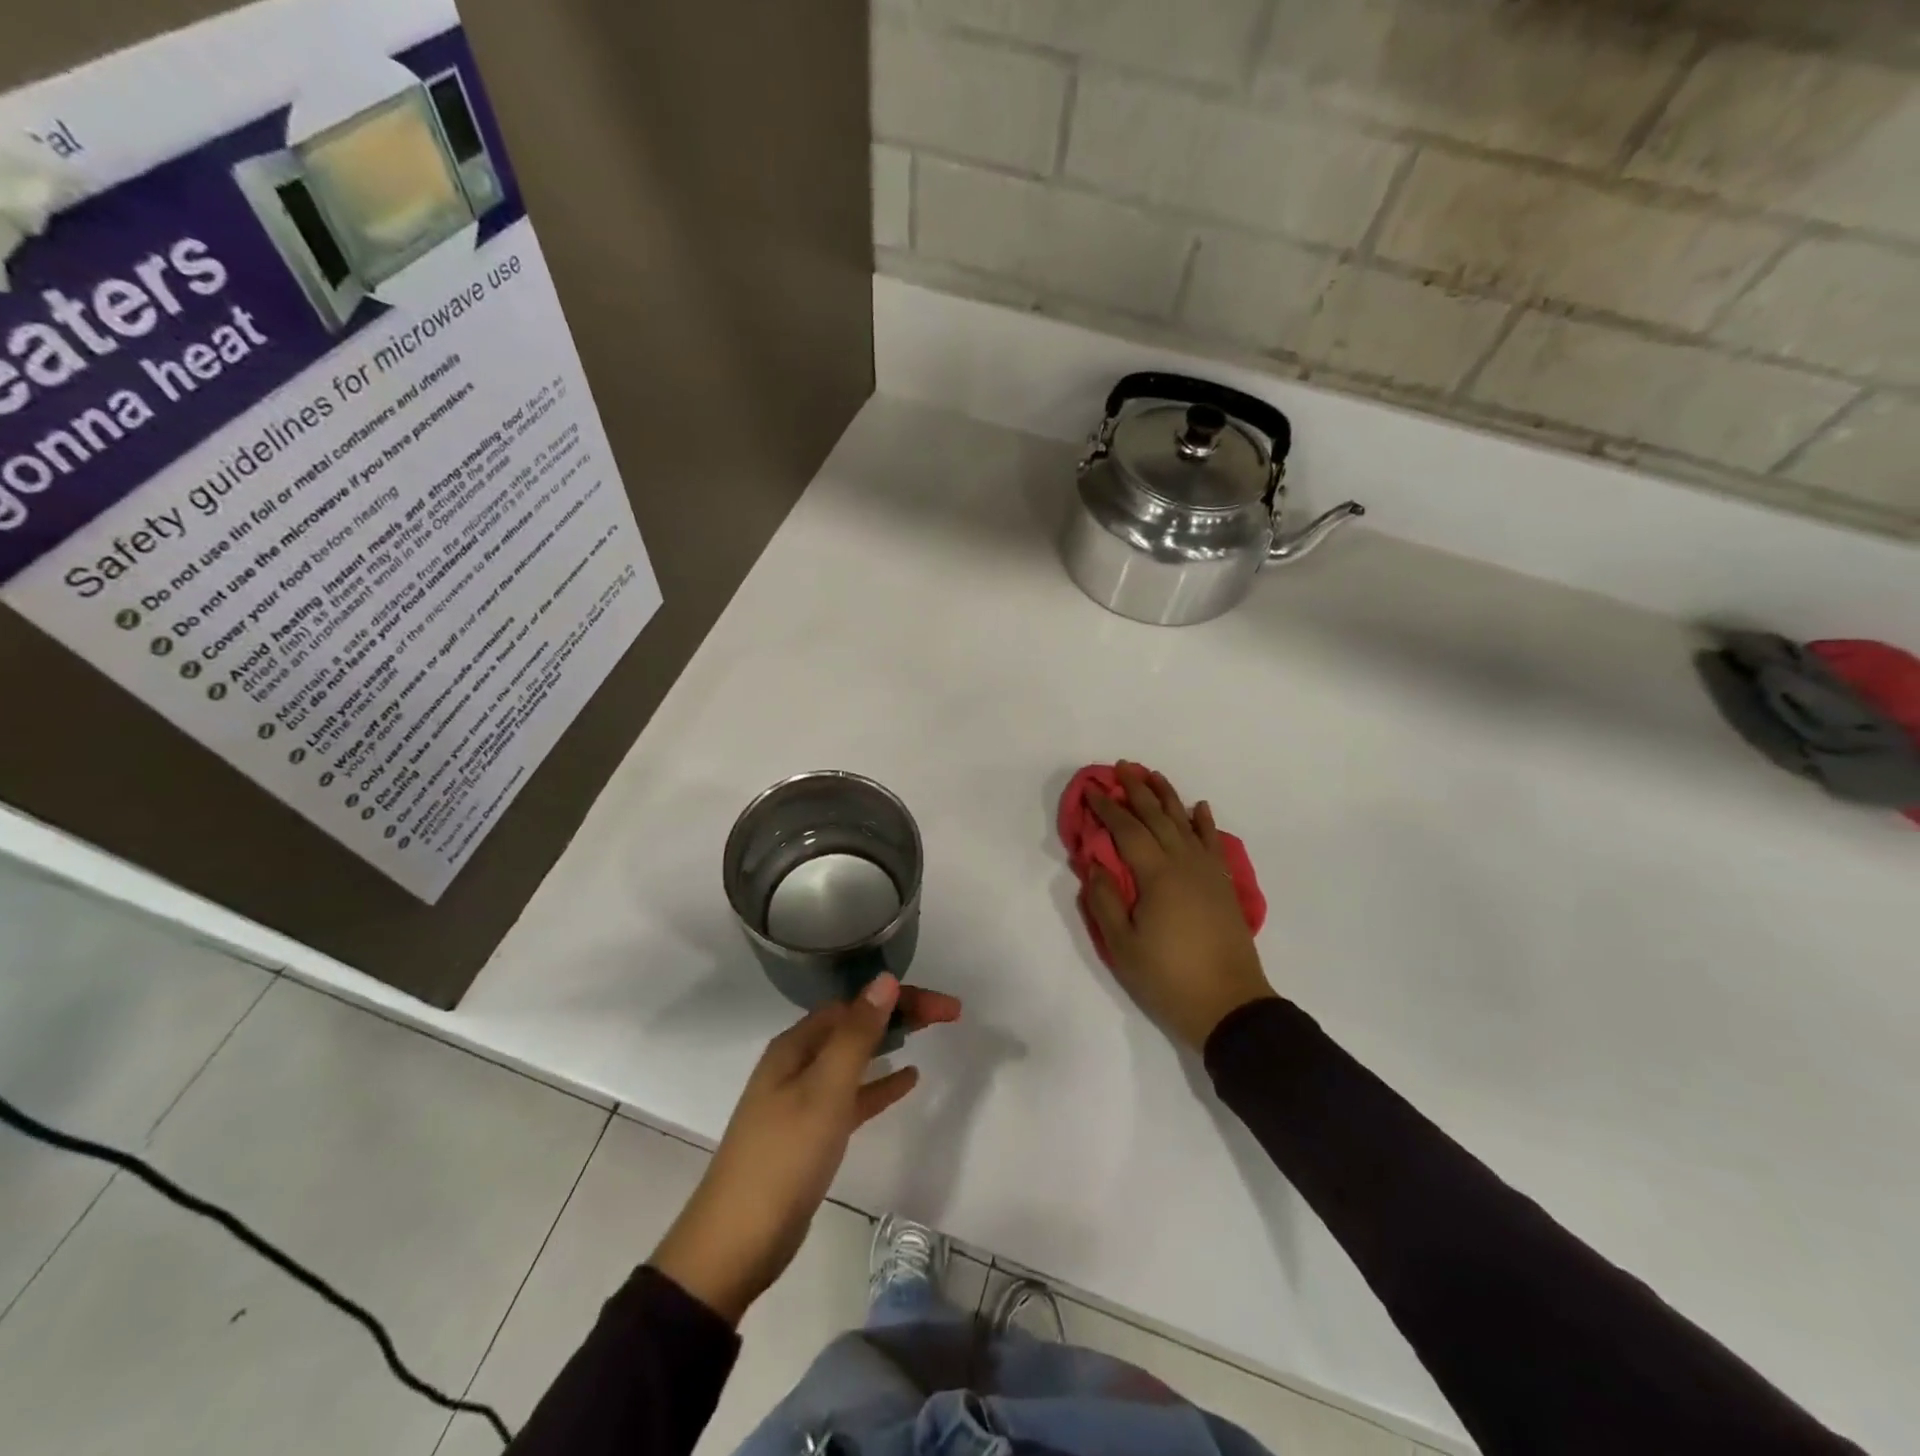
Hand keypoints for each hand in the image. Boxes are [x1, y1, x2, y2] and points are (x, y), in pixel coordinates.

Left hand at [649, 974, 960, 1324]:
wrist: (736, 1244)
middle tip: (947, 1013)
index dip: (901, 998)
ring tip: (930, 1034)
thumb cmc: (783, 1158)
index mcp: (796, 1045)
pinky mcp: (812, 1133)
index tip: (945, 1007)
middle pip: (855, 1025)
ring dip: (891, 1042)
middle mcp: (797, 1062)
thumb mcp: (824, 1091)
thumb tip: (884, 980)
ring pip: (855, 1057)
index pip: (855, 1004)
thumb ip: (856, 1036)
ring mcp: (802, 1098)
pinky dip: (879, 1084)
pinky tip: (908, 1080)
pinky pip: (853, 1095)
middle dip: (900, 1013)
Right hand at [1085, 761, 1274, 1051]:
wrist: (1229, 1005)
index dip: (1107, 808)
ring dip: (1168, 796)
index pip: (1126, 830)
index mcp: (1156, 875)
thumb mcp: (1122, 945)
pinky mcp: (1223, 884)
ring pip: (1186, 822)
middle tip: (1121, 767)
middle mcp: (1184, 863)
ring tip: (1154, 775)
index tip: (1091, 790)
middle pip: (1157, 817)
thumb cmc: (1168, 977)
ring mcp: (1208, 872)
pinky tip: (1199, 807)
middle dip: (1137, 790)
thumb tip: (1094, 864)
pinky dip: (1204, 822)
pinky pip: (1213, 842)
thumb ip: (1104, 900)